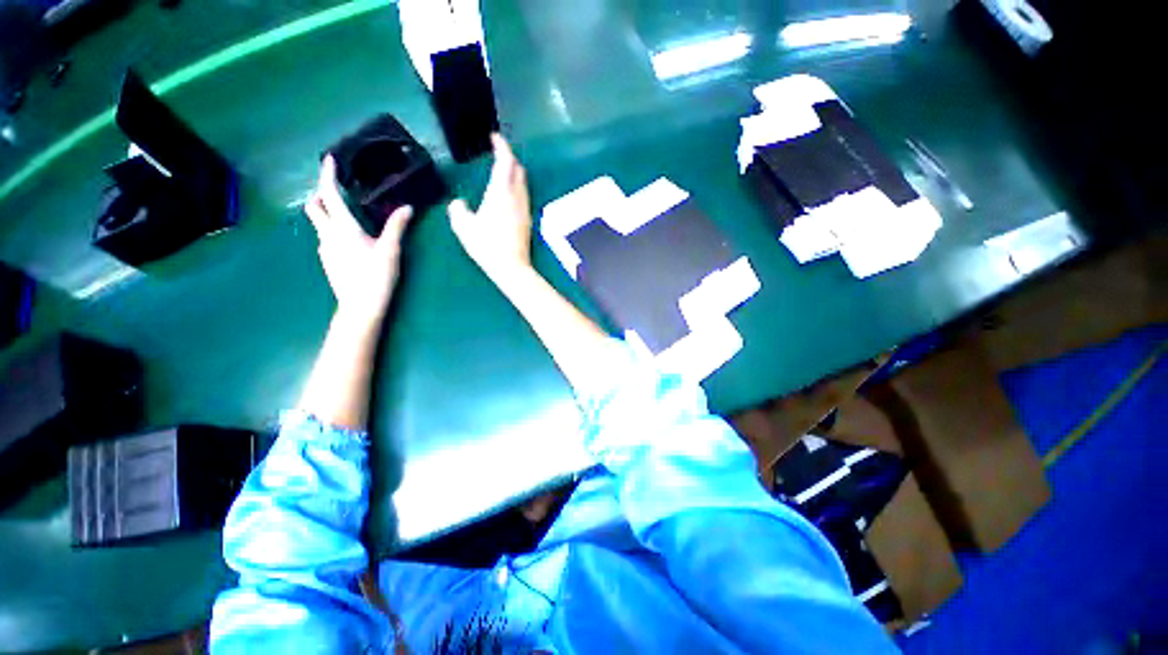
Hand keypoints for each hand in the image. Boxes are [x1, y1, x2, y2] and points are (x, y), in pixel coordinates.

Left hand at [305, 156, 412, 322]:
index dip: (328, 175)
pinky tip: (350, 238)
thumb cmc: (376, 277)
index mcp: (343, 228)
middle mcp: (328, 235)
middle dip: (321, 194)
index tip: (329, 159)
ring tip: (347, 213)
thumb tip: (408, 207)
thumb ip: (397, 227)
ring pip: (319, 223)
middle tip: (336, 189)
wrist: (360, 307)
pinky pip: (326, 237)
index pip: (329, 195)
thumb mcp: (391, 251)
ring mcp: (325, 249)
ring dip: (327, 212)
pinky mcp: (328, 261)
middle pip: (314, 207)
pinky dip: (332, 229)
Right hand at [448, 134, 532, 285]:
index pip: (506, 162)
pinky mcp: (527, 220)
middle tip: (497, 153)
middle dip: (509, 157)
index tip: (495, 138)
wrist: (512, 267)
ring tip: (502, 171)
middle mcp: (517, 197)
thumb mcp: (464, 227)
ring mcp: (524, 209)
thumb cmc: (487, 246)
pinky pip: (523, 195)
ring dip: (514, 172)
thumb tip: (459, 203)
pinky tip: (508, 194)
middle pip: (518, 169)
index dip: (502, 147)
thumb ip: (458, 210)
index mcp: (501, 193)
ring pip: (523, 182)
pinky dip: (516, 186)